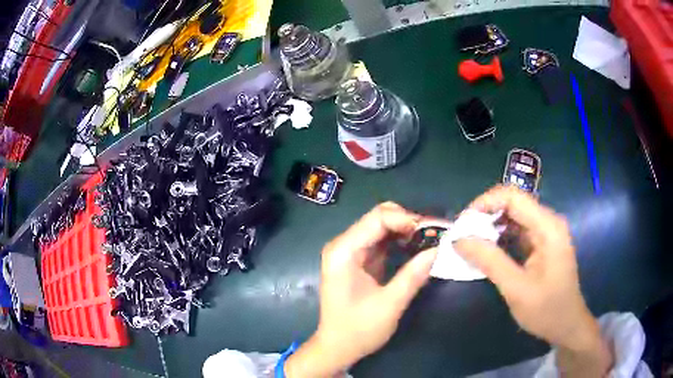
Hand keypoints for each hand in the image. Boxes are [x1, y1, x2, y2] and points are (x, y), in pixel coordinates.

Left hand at [285, 202, 437, 377]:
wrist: (337, 347)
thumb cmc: (358, 330)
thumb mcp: (390, 305)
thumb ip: (413, 275)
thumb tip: (438, 249)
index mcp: (343, 252)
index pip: (378, 218)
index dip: (407, 219)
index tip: (432, 231)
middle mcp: (343, 245)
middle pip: (378, 217)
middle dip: (408, 222)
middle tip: (434, 234)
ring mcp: (349, 251)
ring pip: (381, 226)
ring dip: (406, 230)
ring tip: (430, 239)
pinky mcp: (357, 260)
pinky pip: (380, 240)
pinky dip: (399, 240)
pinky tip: (416, 247)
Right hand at [454, 186, 611, 376]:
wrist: (567, 325)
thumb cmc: (547, 310)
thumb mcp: (516, 289)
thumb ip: (490, 261)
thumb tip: (459, 239)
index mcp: (548, 227)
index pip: (513, 196)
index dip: (484, 203)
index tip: (463, 224)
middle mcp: (548, 222)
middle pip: (512, 203)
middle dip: (485, 215)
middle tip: (462, 236)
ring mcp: (546, 232)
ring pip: (513, 216)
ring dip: (490, 227)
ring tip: (470, 244)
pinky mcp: (541, 243)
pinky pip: (517, 231)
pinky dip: (499, 237)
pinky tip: (487, 251)